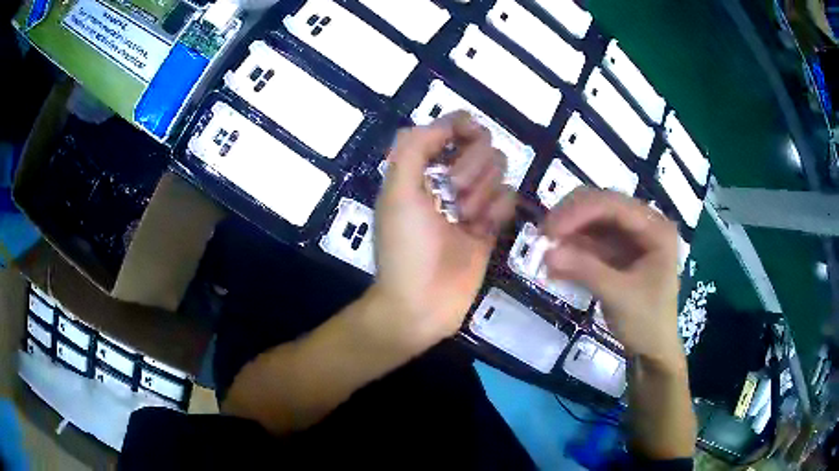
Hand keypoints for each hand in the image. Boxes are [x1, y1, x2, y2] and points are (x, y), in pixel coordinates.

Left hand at [370, 112, 515, 350]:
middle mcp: (447, 181)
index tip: (470, 134)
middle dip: (470, 168)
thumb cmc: (405, 247)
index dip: (462, 126)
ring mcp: (471, 203)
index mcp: (420, 169)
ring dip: (482, 192)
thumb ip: (415, 148)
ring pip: (497, 172)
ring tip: (464, 219)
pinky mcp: (490, 225)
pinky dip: (497, 210)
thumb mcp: (397, 192)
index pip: (448, 129)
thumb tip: (449, 122)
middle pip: (480, 147)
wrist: (422, 304)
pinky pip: (508, 199)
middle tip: (452, 197)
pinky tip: (482, 229)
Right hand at [542, 188, 683, 369]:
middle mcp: (643, 224)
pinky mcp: (616, 252)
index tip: (549, 231)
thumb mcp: (619, 296)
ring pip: (591, 221)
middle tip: (542, 237)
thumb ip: (585, 271)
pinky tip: (554, 268)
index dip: (578, 212)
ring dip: (567, 235)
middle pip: (601, 206)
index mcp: (655, 228)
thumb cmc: (647, 322)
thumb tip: (545, 254)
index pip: (613, 205)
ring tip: (545, 254)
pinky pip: (589, 242)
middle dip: (570, 219)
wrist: (652, 350)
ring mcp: (629, 238)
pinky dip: (571, 251)